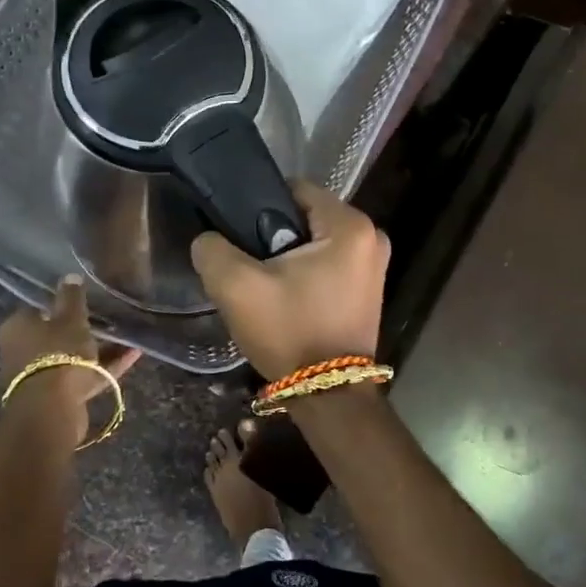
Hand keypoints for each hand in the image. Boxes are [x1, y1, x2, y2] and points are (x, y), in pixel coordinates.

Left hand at [0, 276, 140, 445]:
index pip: (39, 308)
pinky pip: (85, 375)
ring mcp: (41, 376)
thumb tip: (70, 276)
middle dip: (82, 329)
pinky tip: (133, 354)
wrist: (53, 407)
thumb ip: (72, 297)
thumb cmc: (58, 352)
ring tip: (127, 337)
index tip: (85, 301)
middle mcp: (23, 351)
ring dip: (98, 349)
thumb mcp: (70, 318)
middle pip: (56, 335)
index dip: (61, 304)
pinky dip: (106, 366)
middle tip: (108, 319)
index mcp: (18, 327)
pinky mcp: (59, 396)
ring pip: (72, 357)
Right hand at [189, 180, 389, 380]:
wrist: (328, 397)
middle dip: (275, 236)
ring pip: (316, 243)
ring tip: (264, 285)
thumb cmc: (289, 332)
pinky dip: (307, 274)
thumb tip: (209, 239)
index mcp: (351, 225)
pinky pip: (329, 265)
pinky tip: (286, 297)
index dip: (260, 206)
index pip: (295, 189)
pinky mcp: (369, 290)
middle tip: (248, 265)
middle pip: (306, 217)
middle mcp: (373, 237)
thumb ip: (213, 249)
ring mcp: (375, 266)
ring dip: (289, 258)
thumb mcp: (237, 287)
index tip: (239, 235)